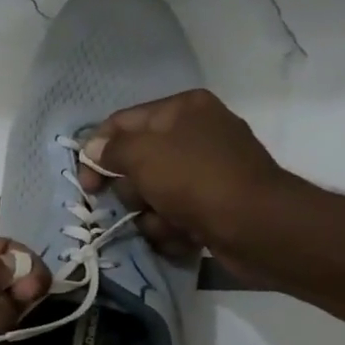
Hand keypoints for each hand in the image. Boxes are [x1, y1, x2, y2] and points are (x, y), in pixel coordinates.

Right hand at [76, 89, 292, 267]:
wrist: (258, 227)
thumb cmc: (195, 180)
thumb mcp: (142, 155)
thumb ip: (111, 149)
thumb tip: (95, 150)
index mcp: (183, 108)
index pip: (122, 122)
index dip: (96, 151)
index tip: (86, 183)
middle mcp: (197, 133)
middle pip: (136, 162)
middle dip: (131, 190)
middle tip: (139, 202)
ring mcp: (208, 171)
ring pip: (153, 194)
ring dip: (151, 215)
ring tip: (168, 223)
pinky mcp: (215, 205)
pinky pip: (175, 215)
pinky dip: (173, 229)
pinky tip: (185, 235)